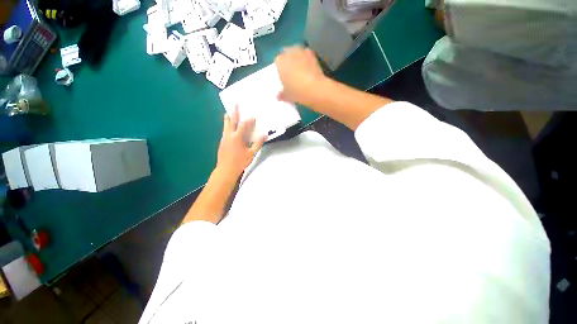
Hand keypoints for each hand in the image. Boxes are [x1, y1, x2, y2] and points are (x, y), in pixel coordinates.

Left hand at [216, 107, 266, 180]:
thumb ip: (258, 143)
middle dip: (234, 112)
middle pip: (231, 121)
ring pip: (225, 125)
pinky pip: (224, 131)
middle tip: (235, 104)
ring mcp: (224, 138)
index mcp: (237, 137)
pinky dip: (226, 126)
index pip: (243, 125)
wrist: (226, 170)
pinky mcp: (221, 142)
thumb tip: (264, 135)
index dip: (248, 120)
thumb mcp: (251, 153)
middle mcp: (229, 135)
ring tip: (228, 112)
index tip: (252, 115)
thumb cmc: (240, 162)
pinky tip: (227, 127)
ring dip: (228, 118)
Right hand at [275, 46, 325, 104]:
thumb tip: (278, 96)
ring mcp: (301, 51)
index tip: (284, 76)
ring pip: (297, 52)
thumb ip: (282, 94)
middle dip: (288, 61)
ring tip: (300, 70)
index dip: (281, 69)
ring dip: (297, 58)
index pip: (277, 62)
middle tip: (292, 73)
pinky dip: (306, 59)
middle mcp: (289, 52)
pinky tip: (309, 68)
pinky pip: (306, 54)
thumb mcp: (288, 96)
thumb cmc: (298, 92)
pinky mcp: (312, 53)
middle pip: (286, 54)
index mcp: (280, 62)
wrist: (316, 88)